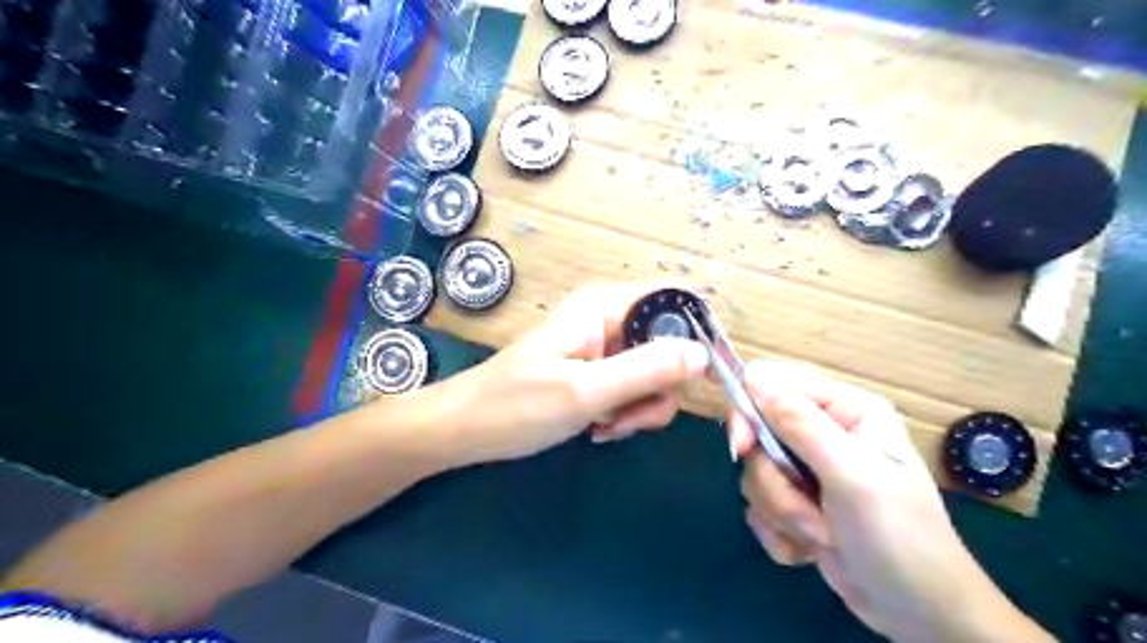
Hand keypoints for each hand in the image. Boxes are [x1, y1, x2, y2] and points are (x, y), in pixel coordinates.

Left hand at [420, 284, 708, 469]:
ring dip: (639, 408)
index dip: (699, 335)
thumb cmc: (516, 406)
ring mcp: (605, 348)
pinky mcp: (598, 373)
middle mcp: (610, 320)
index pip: (675, 302)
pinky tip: (596, 427)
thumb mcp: (585, 391)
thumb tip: (703, 353)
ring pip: (655, 375)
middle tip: (625, 418)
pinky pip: (633, 390)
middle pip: (670, 346)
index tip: (707, 380)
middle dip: (658, 389)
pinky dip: (625, 413)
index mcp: (605, 306)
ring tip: (604, 426)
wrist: (466, 430)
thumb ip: (646, 370)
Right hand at [731, 362, 1051, 642]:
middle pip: (756, 433)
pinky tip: (813, 549)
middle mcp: (823, 431)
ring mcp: (808, 468)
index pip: (772, 383)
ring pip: (756, 473)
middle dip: (774, 480)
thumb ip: (801, 424)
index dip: (747, 409)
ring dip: (782, 511)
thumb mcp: (852, 476)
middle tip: (801, 507)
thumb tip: (753, 378)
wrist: (920, 614)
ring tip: (823, 535)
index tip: (741, 448)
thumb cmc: (899, 537)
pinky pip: (759, 504)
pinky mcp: (796, 502)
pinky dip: (780, 531)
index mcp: (844, 409)